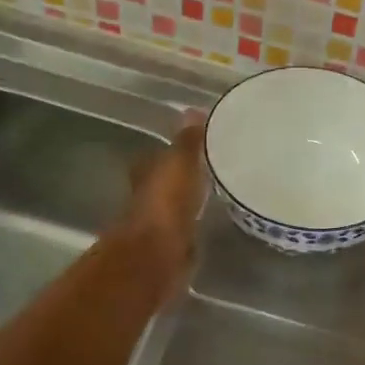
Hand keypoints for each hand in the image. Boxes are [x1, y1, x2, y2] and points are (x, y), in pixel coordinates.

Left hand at [120, 112, 208, 274]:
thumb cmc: (166, 204)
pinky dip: (196, 222)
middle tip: (211, 167)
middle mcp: (149, 197)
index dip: (174, 149)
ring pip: (177, 205)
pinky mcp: (172, 247)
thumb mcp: (181, 164)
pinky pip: (186, 227)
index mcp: (148, 173)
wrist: (157, 255)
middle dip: (183, 176)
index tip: (195, 143)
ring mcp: (159, 225)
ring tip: (217, 192)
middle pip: (166, 182)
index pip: (158, 155)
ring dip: (190, 200)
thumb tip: (193, 109)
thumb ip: (188, 141)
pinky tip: (213, 220)